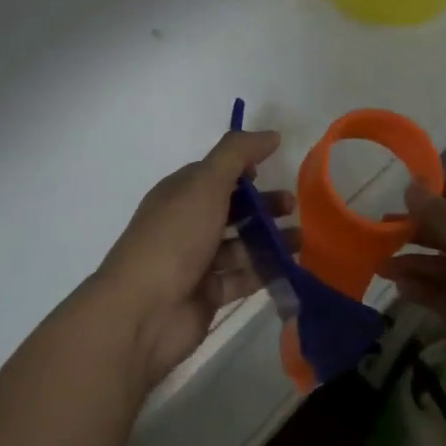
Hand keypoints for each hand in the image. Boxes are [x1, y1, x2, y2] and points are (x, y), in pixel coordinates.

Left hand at [92, 130, 295, 392]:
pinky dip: (267, 271)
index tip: (274, 168)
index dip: (243, 169)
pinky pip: (243, 277)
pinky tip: (293, 267)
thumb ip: (237, 154)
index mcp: (180, 193)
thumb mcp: (205, 183)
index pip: (215, 174)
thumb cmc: (175, 238)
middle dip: (263, 205)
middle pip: (231, 208)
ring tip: (301, 240)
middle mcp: (187, 224)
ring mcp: (197, 262)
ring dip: (270, 239)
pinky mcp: (209, 294)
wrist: (143, 311)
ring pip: (241, 244)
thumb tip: (271, 134)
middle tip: (292, 207)